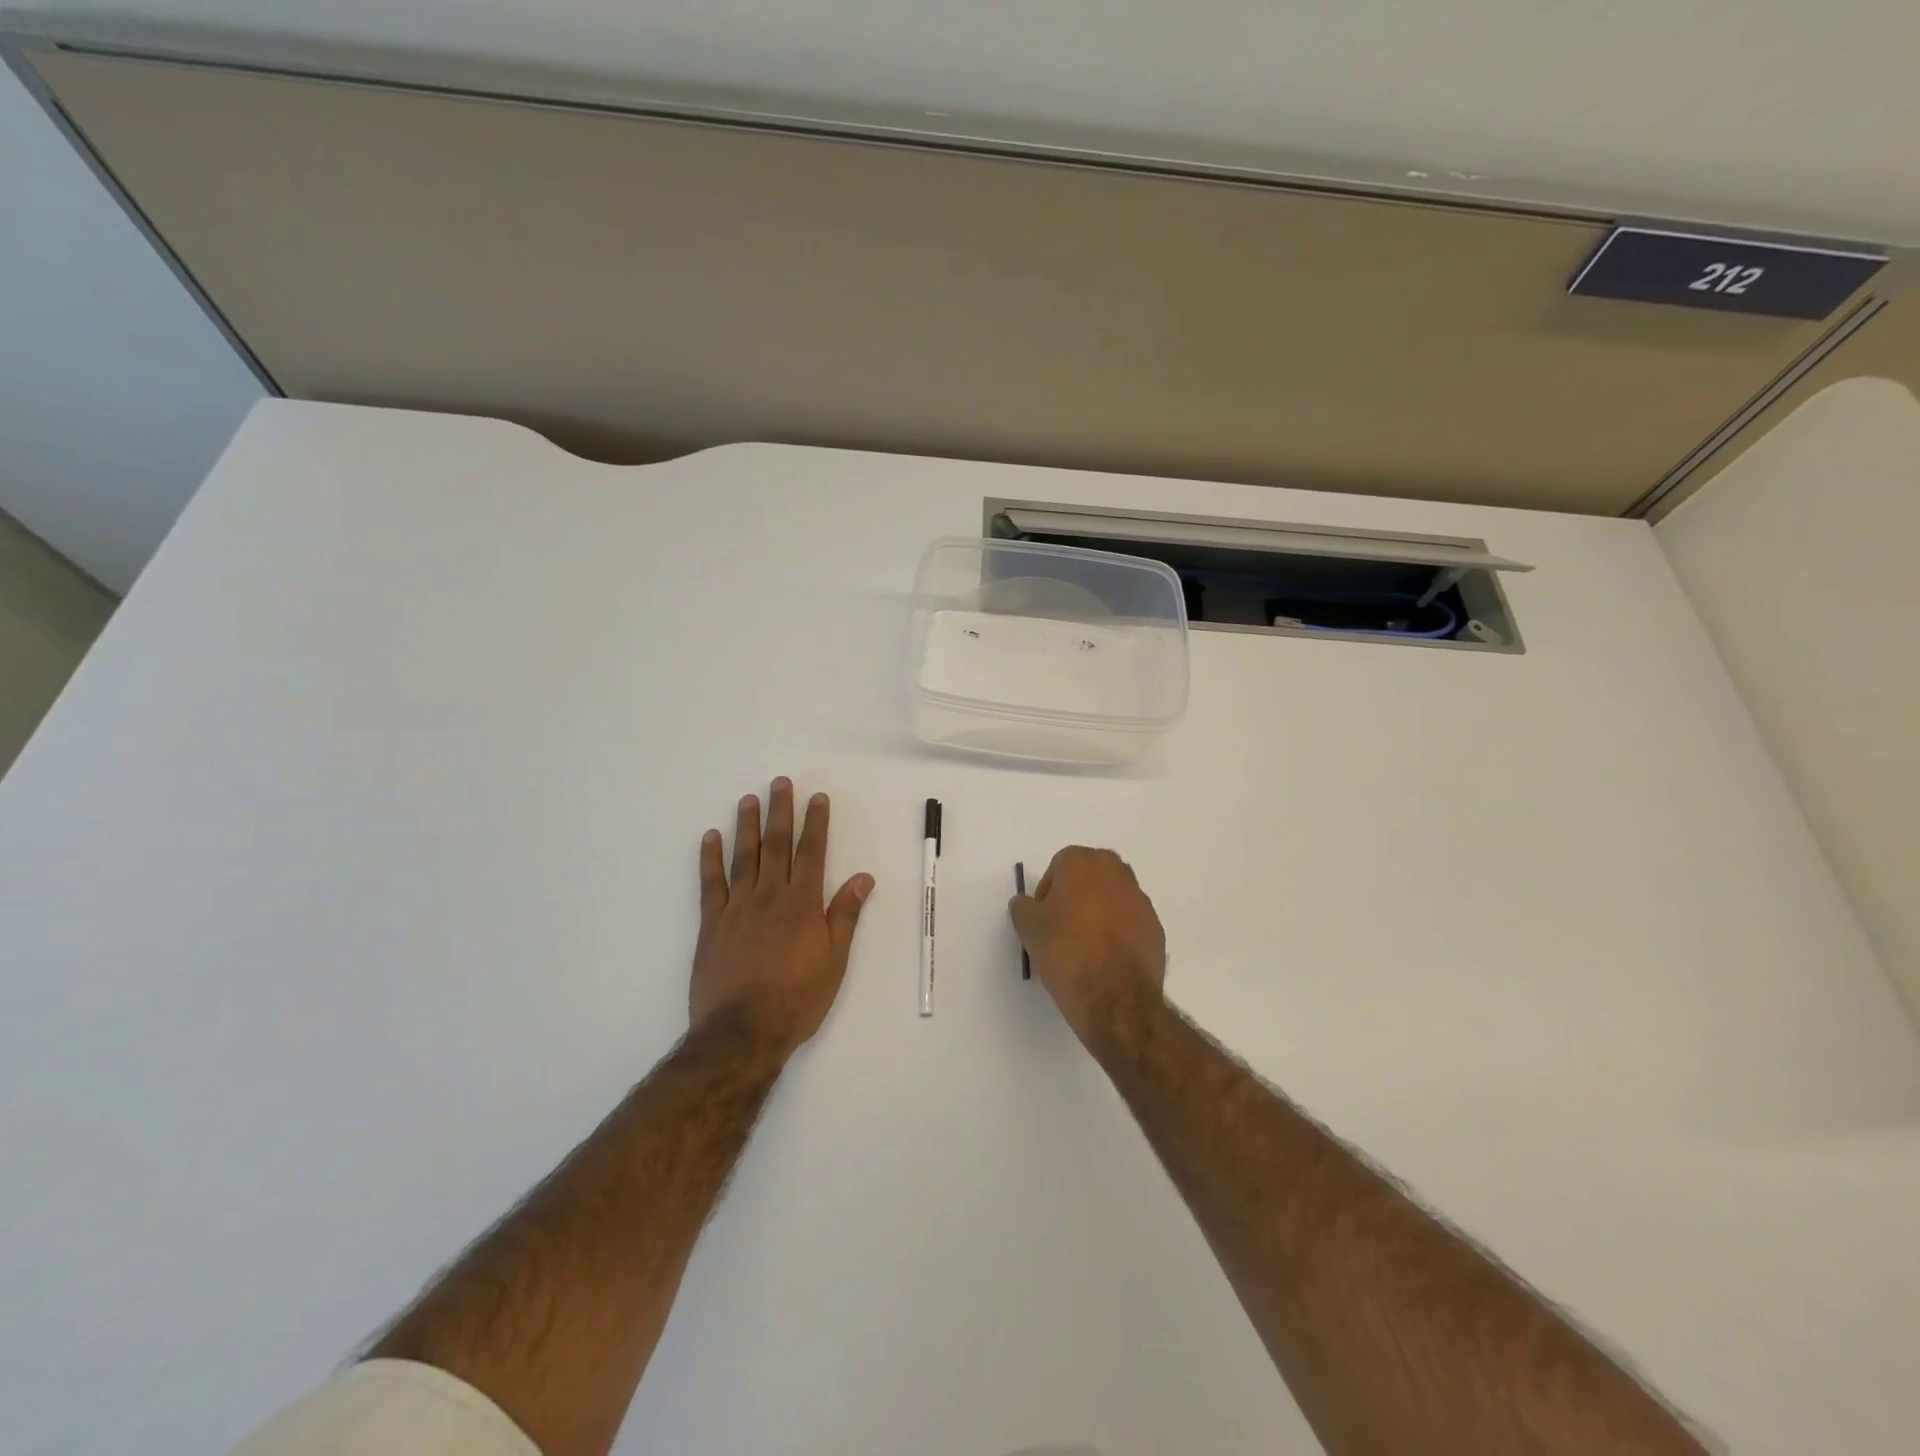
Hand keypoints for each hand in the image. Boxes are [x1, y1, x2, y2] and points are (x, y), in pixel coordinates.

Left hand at [691, 778, 874, 1060]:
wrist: (743, 1031)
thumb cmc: (798, 998)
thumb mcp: (834, 960)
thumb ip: (845, 914)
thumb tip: (863, 877)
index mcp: (803, 904)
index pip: (812, 852)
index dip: (816, 823)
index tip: (817, 798)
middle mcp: (770, 896)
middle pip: (776, 845)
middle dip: (780, 812)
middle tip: (779, 782)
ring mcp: (737, 908)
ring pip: (743, 857)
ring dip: (747, 826)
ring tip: (748, 799)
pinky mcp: (712, 924)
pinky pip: (711, 883)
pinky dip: (710, 859)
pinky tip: (711, 837)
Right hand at [1009, 846, 1166, 1049]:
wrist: (1115, 997)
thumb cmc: (1066, 951)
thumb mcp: (1028, 927)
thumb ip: (1024, 906)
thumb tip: (1028, 904)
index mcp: (1085, 862)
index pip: (1059, 865)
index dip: (1047, 891)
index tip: (1043, 918)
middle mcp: (1118, 872)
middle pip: (1088, 877)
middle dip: (1074, 897)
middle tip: (1061, 928)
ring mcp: (1141, 900)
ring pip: (1111, 899)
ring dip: (1097, 914)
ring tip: (1083, 948)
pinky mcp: (1155, 928)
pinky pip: (1128, 923)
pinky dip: (1117, 934)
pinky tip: (1105, 960)